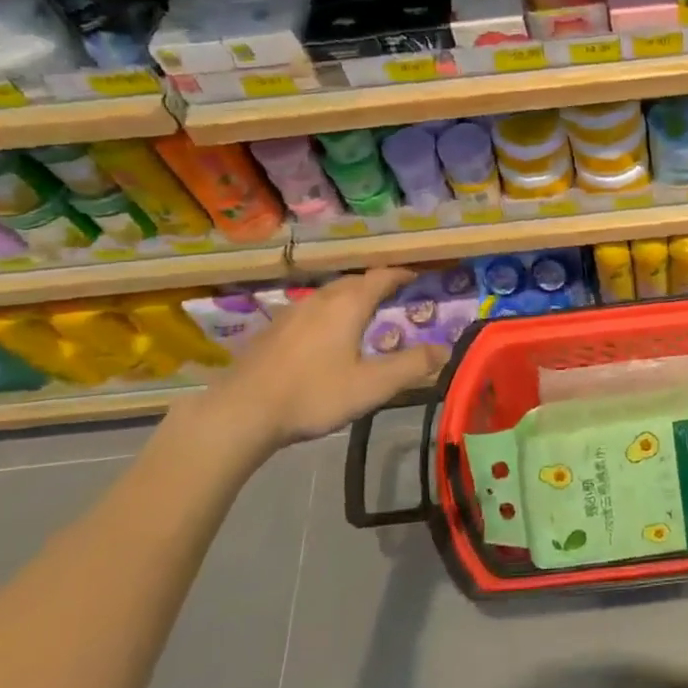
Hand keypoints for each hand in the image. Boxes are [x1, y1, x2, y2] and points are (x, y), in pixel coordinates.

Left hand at [193, 268, 447, 453]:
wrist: (241, 413)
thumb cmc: (314, 395)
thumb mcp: (372, 386)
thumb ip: (411, 366)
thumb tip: (446, 350)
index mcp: (348, 305)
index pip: (382, 276)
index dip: (402, 274)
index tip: (418, 278)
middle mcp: (321, 299)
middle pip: (355, 281)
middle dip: (377, 285)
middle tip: (394, 298)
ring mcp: (292, 312)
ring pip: (329, 294)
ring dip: (350, 297)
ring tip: (362, 315)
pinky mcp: (272, 329)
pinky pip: (310, 309)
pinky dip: (328, 312)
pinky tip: (324, 336)